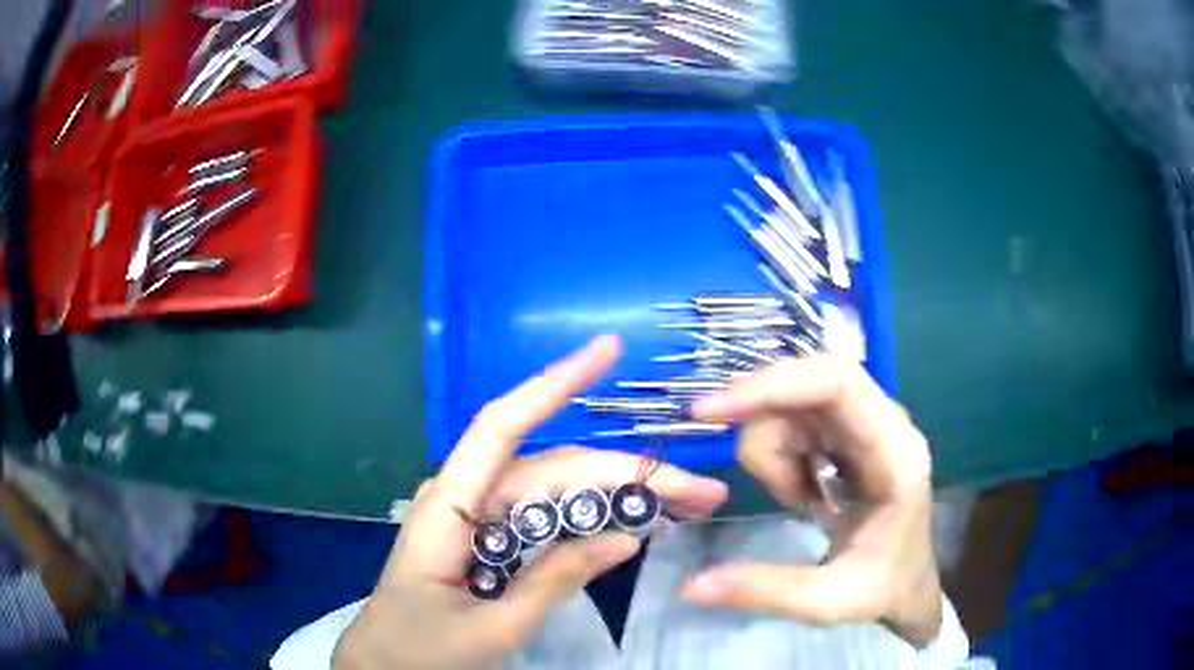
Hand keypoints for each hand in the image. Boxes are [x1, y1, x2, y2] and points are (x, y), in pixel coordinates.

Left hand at [335, 336, 728, 669]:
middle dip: (630, 474)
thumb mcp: (491, 628)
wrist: (385, 667)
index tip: (607, 349)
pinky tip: (635, 523)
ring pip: (559, 491)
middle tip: (702, 491)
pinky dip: (594, 519)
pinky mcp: (493, 538)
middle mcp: (468, 497)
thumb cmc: (421, 650)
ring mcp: (481, 516)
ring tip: (684, 506)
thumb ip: (553, 582)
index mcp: (449, 507)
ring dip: (622, 495)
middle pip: (556, 468)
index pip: (502, 425)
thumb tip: (627, 538)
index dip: (555, 383)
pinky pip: (549, 518)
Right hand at [678, 356, 943, 645]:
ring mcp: (866, 424)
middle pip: (811, 380)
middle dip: (760, 407)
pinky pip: (796, 419)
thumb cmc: (881, 589)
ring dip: (774, 450)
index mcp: (896, 453)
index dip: (776, 385)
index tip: (714, 411)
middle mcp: (884, 423)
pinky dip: (780, 454)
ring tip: (796, 502)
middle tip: (718, 437)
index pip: (839, 385)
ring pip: (796, 401)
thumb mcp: (827, 601)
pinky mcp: (849, 433)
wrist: (907, 583)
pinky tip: (801, 492)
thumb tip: (692, 585)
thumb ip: (765, 589)